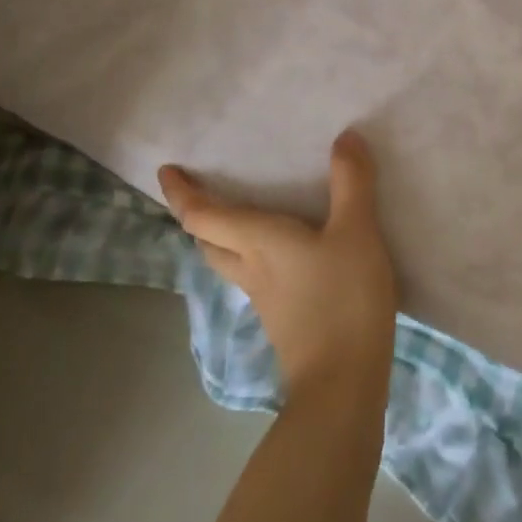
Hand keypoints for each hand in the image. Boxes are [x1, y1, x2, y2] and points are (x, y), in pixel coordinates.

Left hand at [158, 131, 397, 403]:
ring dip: (222, 238)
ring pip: (229, 262)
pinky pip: (256, 277)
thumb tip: (345, 137)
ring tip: (240, 217)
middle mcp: (252, 269)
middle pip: (208, 242)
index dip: (181, 193)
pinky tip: (286, 256)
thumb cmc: (343, 299)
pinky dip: (255, 257)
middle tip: (202, 192)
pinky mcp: (283, 320)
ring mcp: (265, 299)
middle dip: (198, 216)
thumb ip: (351, 183)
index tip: (165, 171)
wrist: (343, 384)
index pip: (203, 216)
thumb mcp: (356, 232)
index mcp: (257, 242)